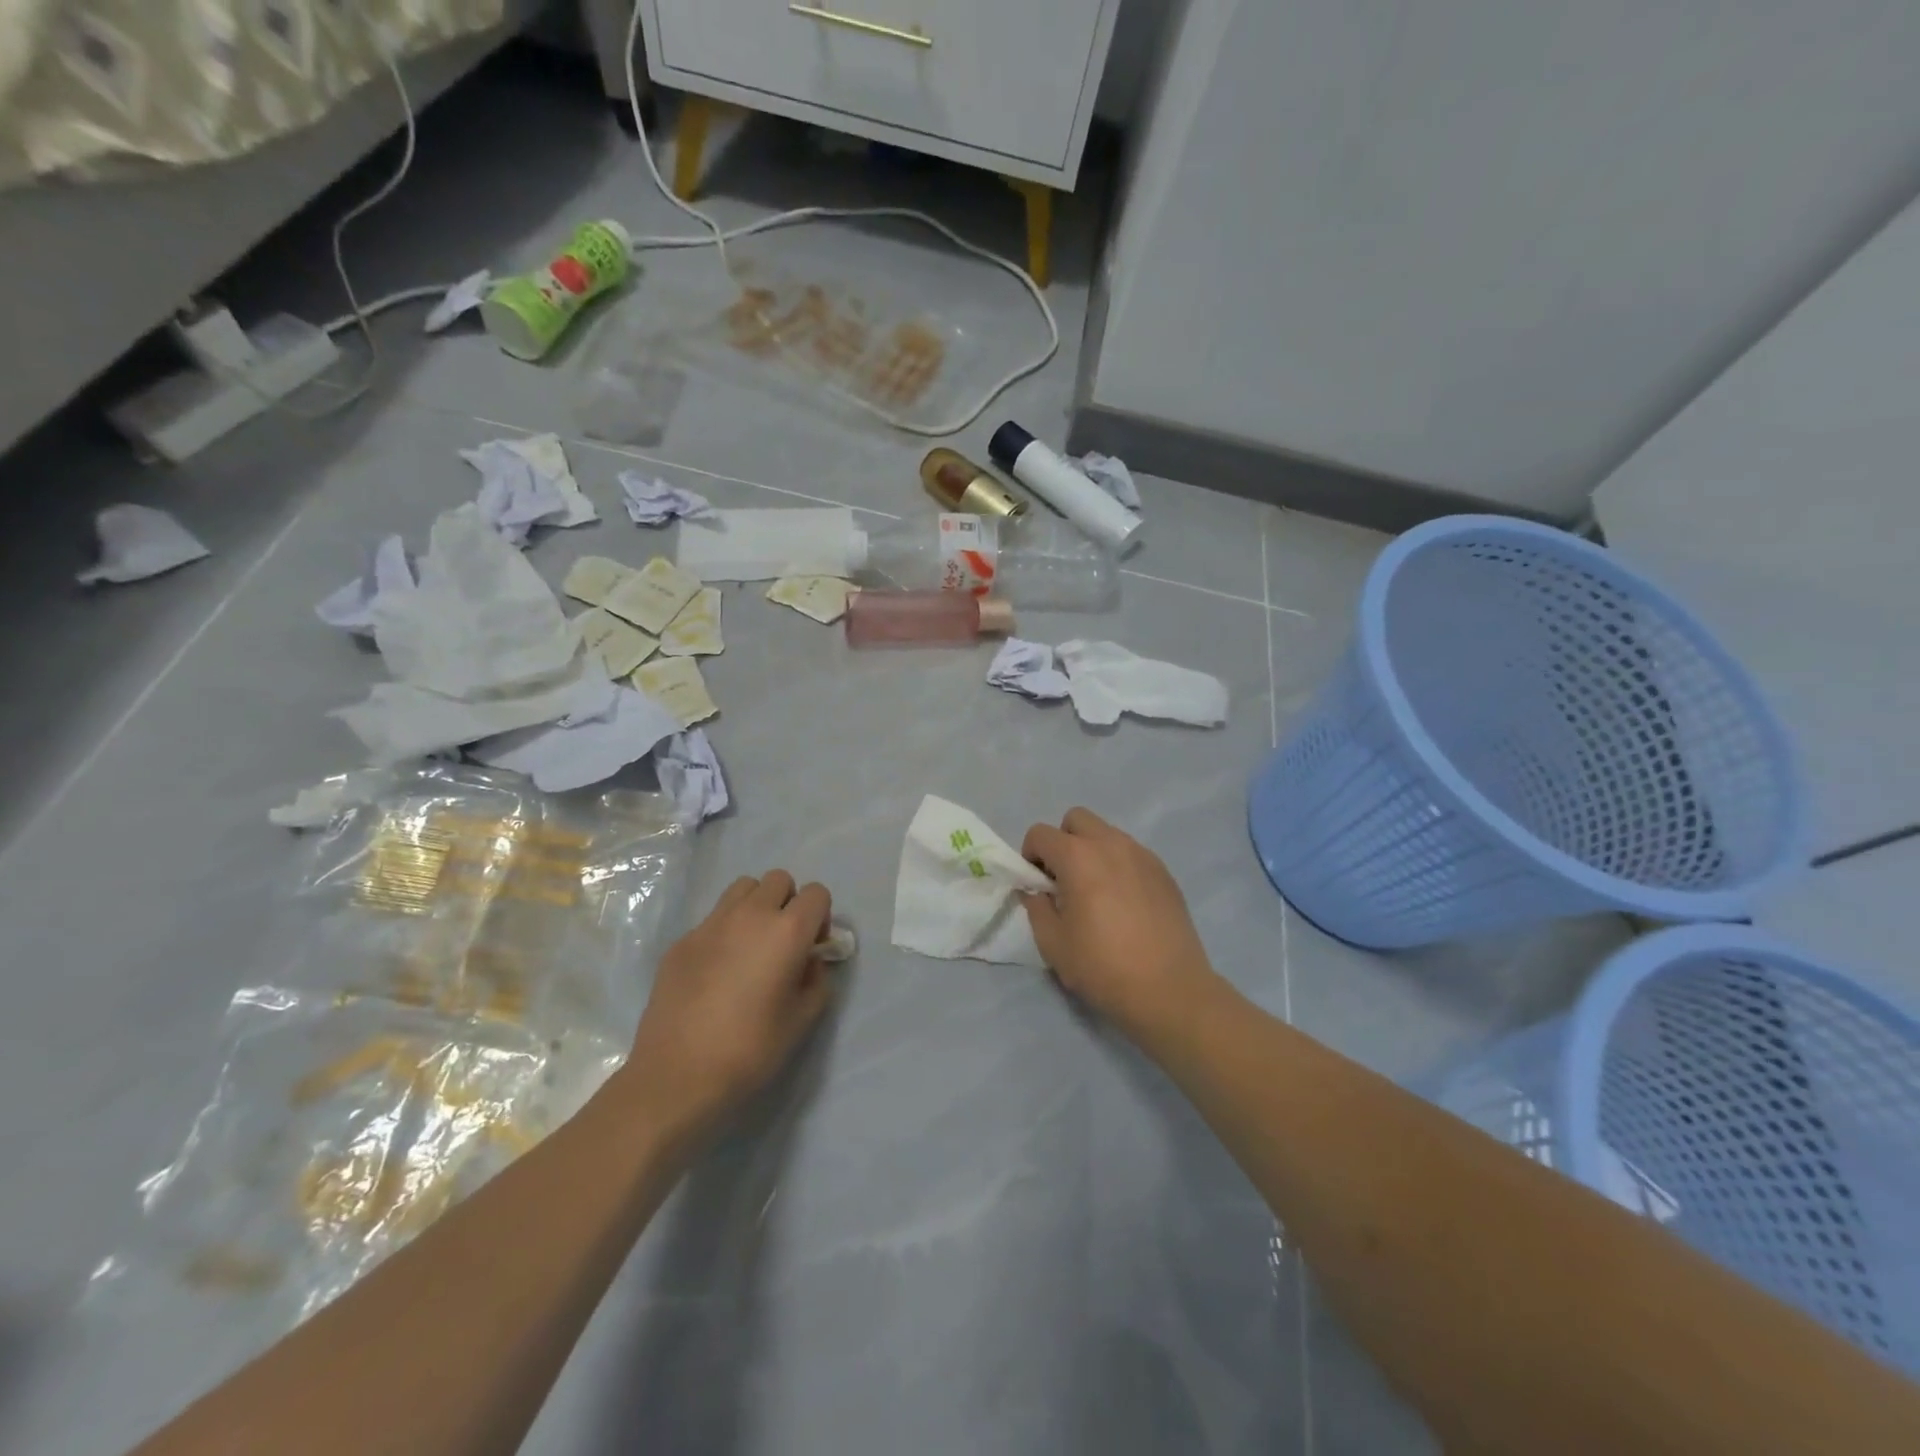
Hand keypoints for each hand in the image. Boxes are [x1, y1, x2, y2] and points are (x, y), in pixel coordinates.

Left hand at [625, 871, 835, 1135]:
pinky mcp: (682, 940)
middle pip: (779, 880)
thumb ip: (816, 979)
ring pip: (743, 888)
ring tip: (750, 945)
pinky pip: (713, 918)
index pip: (817, 893)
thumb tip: (809, 961)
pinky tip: (717, 971)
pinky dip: (725, 930)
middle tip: (782, 942)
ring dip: (755, 906)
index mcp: (787, 931)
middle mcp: (751, 915)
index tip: (812, 948)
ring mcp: (711, 924)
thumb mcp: (803, 1019)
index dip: (820, 917)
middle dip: (788, 902)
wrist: (678, 1075)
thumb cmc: (751, 1049)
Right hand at [1021, 808, 1220, 1047]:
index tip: (1038, 885)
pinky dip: (1118, 866)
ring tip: (1097, 894)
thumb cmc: (1103, 967)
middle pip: (1076, 819)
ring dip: (1092, 851)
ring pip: (1107, 834)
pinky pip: (1131, 853)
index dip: (1030, 856)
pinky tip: (1124, 904)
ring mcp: (1142, 855)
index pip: (1040, 833)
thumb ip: (1036, 908)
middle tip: (1065, 881)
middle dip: (1063, 842)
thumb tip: (1035, 891)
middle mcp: (1111, 844)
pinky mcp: (1164, 871)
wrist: (1169, 989)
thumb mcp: (1053, 944)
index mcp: (1078, 857)